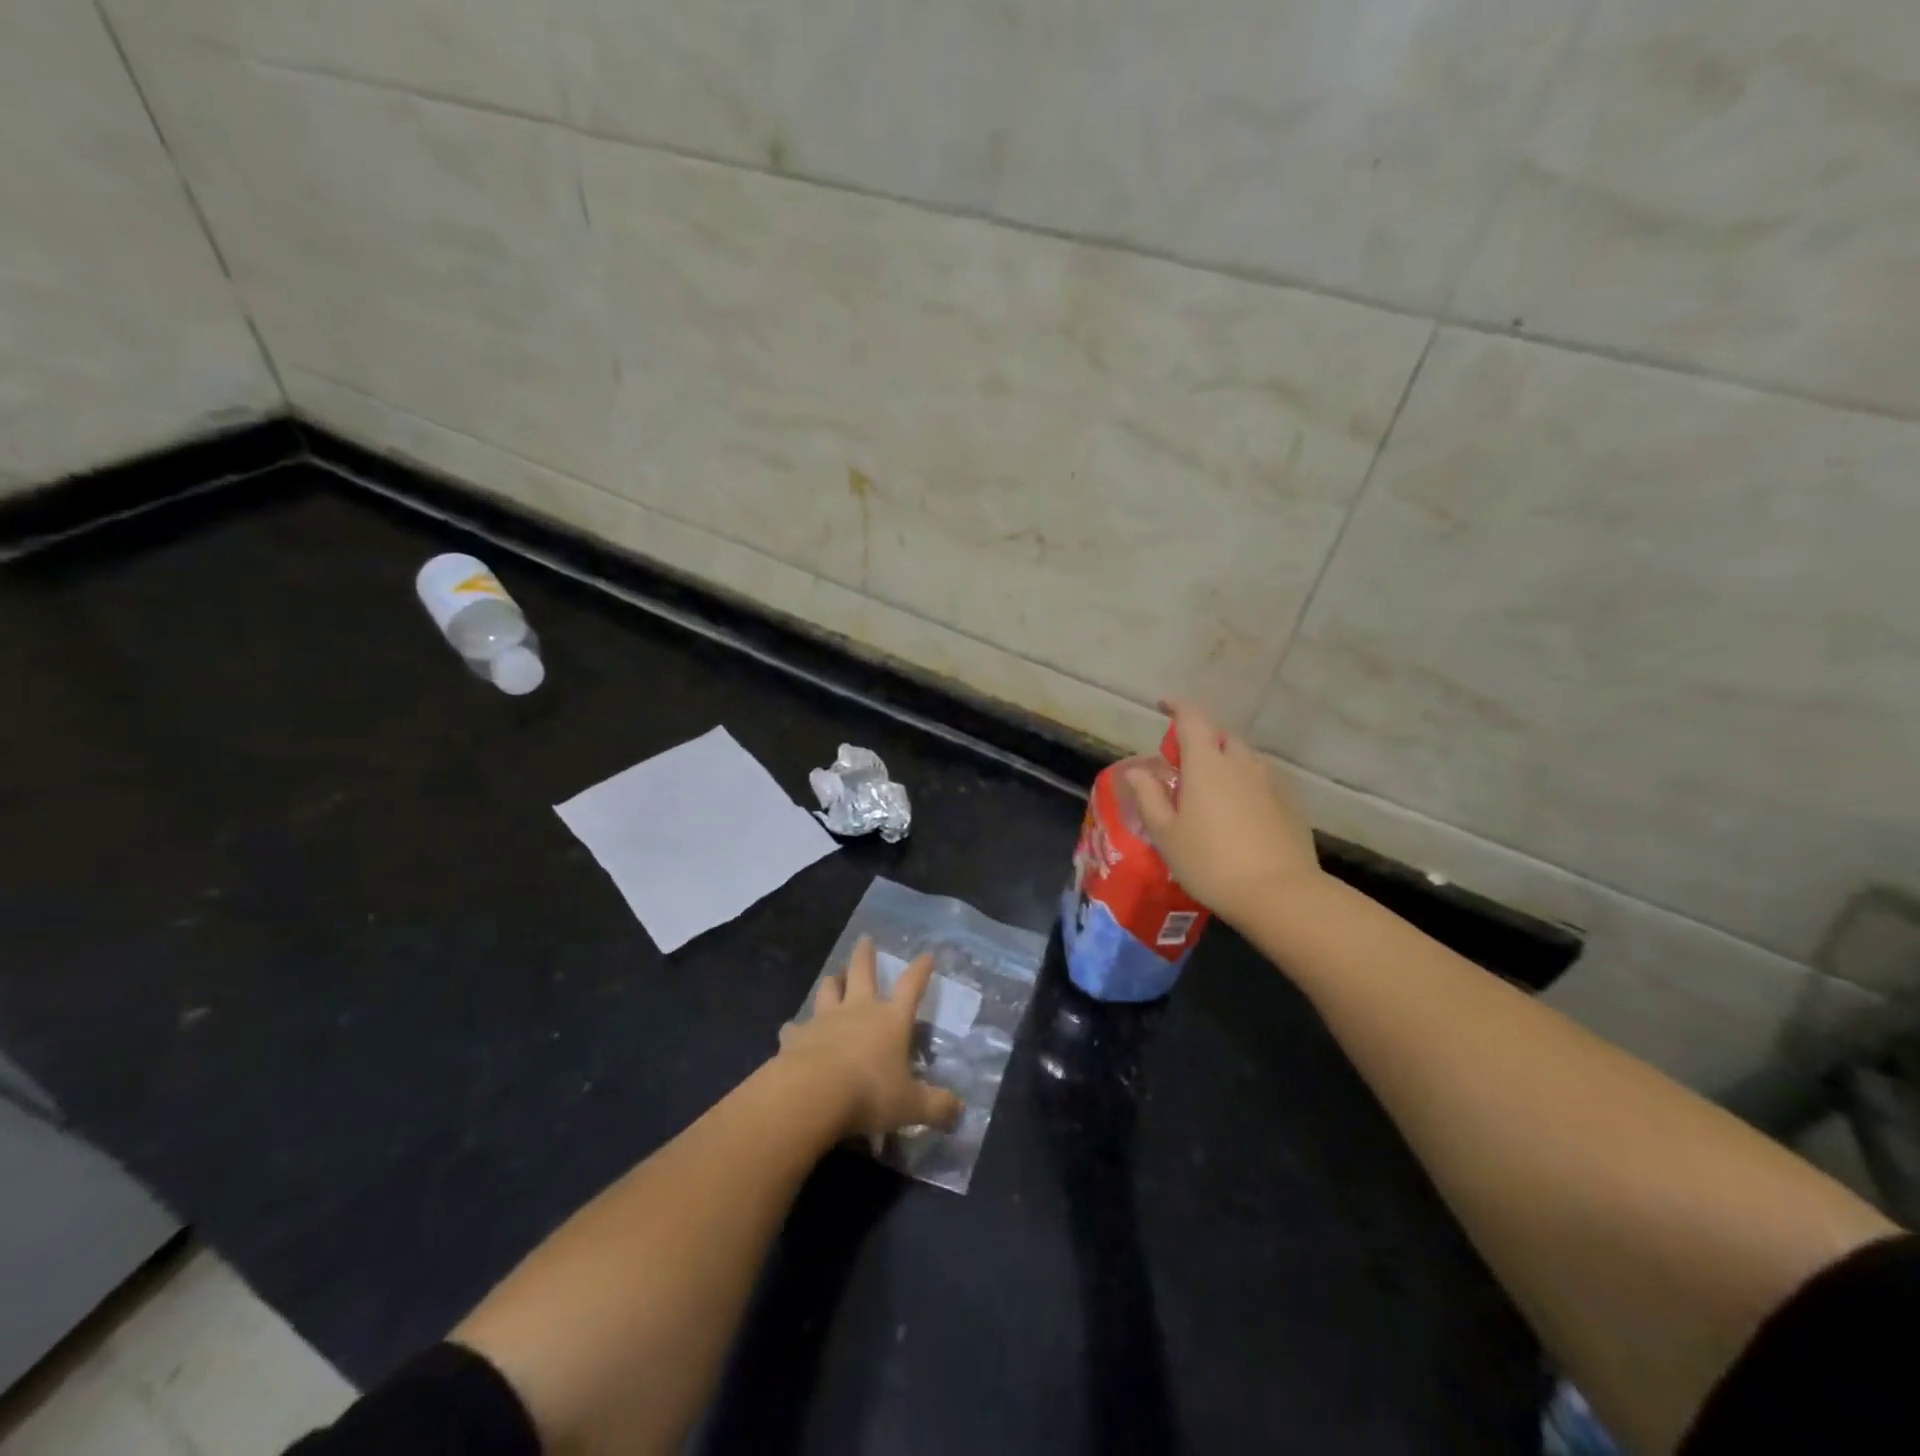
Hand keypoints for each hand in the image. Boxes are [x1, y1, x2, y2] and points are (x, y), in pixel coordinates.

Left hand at [776, 937, 963, 1140]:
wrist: (812, 1094)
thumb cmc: (869, 1093)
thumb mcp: (910, 1106)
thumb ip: (935, 1107)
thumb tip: (959, 1111)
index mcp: (891, 1020)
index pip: (910, 987)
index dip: (920, 970)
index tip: (925, 954)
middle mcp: (858, 1010)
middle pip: (862, 972)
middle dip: (865, 955)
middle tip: (865, 939)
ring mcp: (824, 1020)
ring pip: (828, 990)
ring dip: (832, 982)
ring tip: (832, 975)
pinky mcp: (796, 1037)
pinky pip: (795, 1027)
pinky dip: (796, 1027)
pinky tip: (792, 1030)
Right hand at [1126, 698, 1321, 926]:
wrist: (1279, 894)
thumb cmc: (1211, 862)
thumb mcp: (1167, 835)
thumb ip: (1150, 797)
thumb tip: (1137, 772)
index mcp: (1207, 765)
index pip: (1192, 719)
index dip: (1177, 707)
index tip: (1163, 705)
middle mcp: (1241, 764)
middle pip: (1221, 737)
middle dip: (1201, 740)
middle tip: (1184, 763)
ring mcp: (1270, 783)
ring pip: (1244, 759)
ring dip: (1225, 763)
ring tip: (1211, 790)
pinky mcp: (1290, 805)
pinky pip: (1261, 782)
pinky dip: (1245, 786)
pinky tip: (1238, 814)